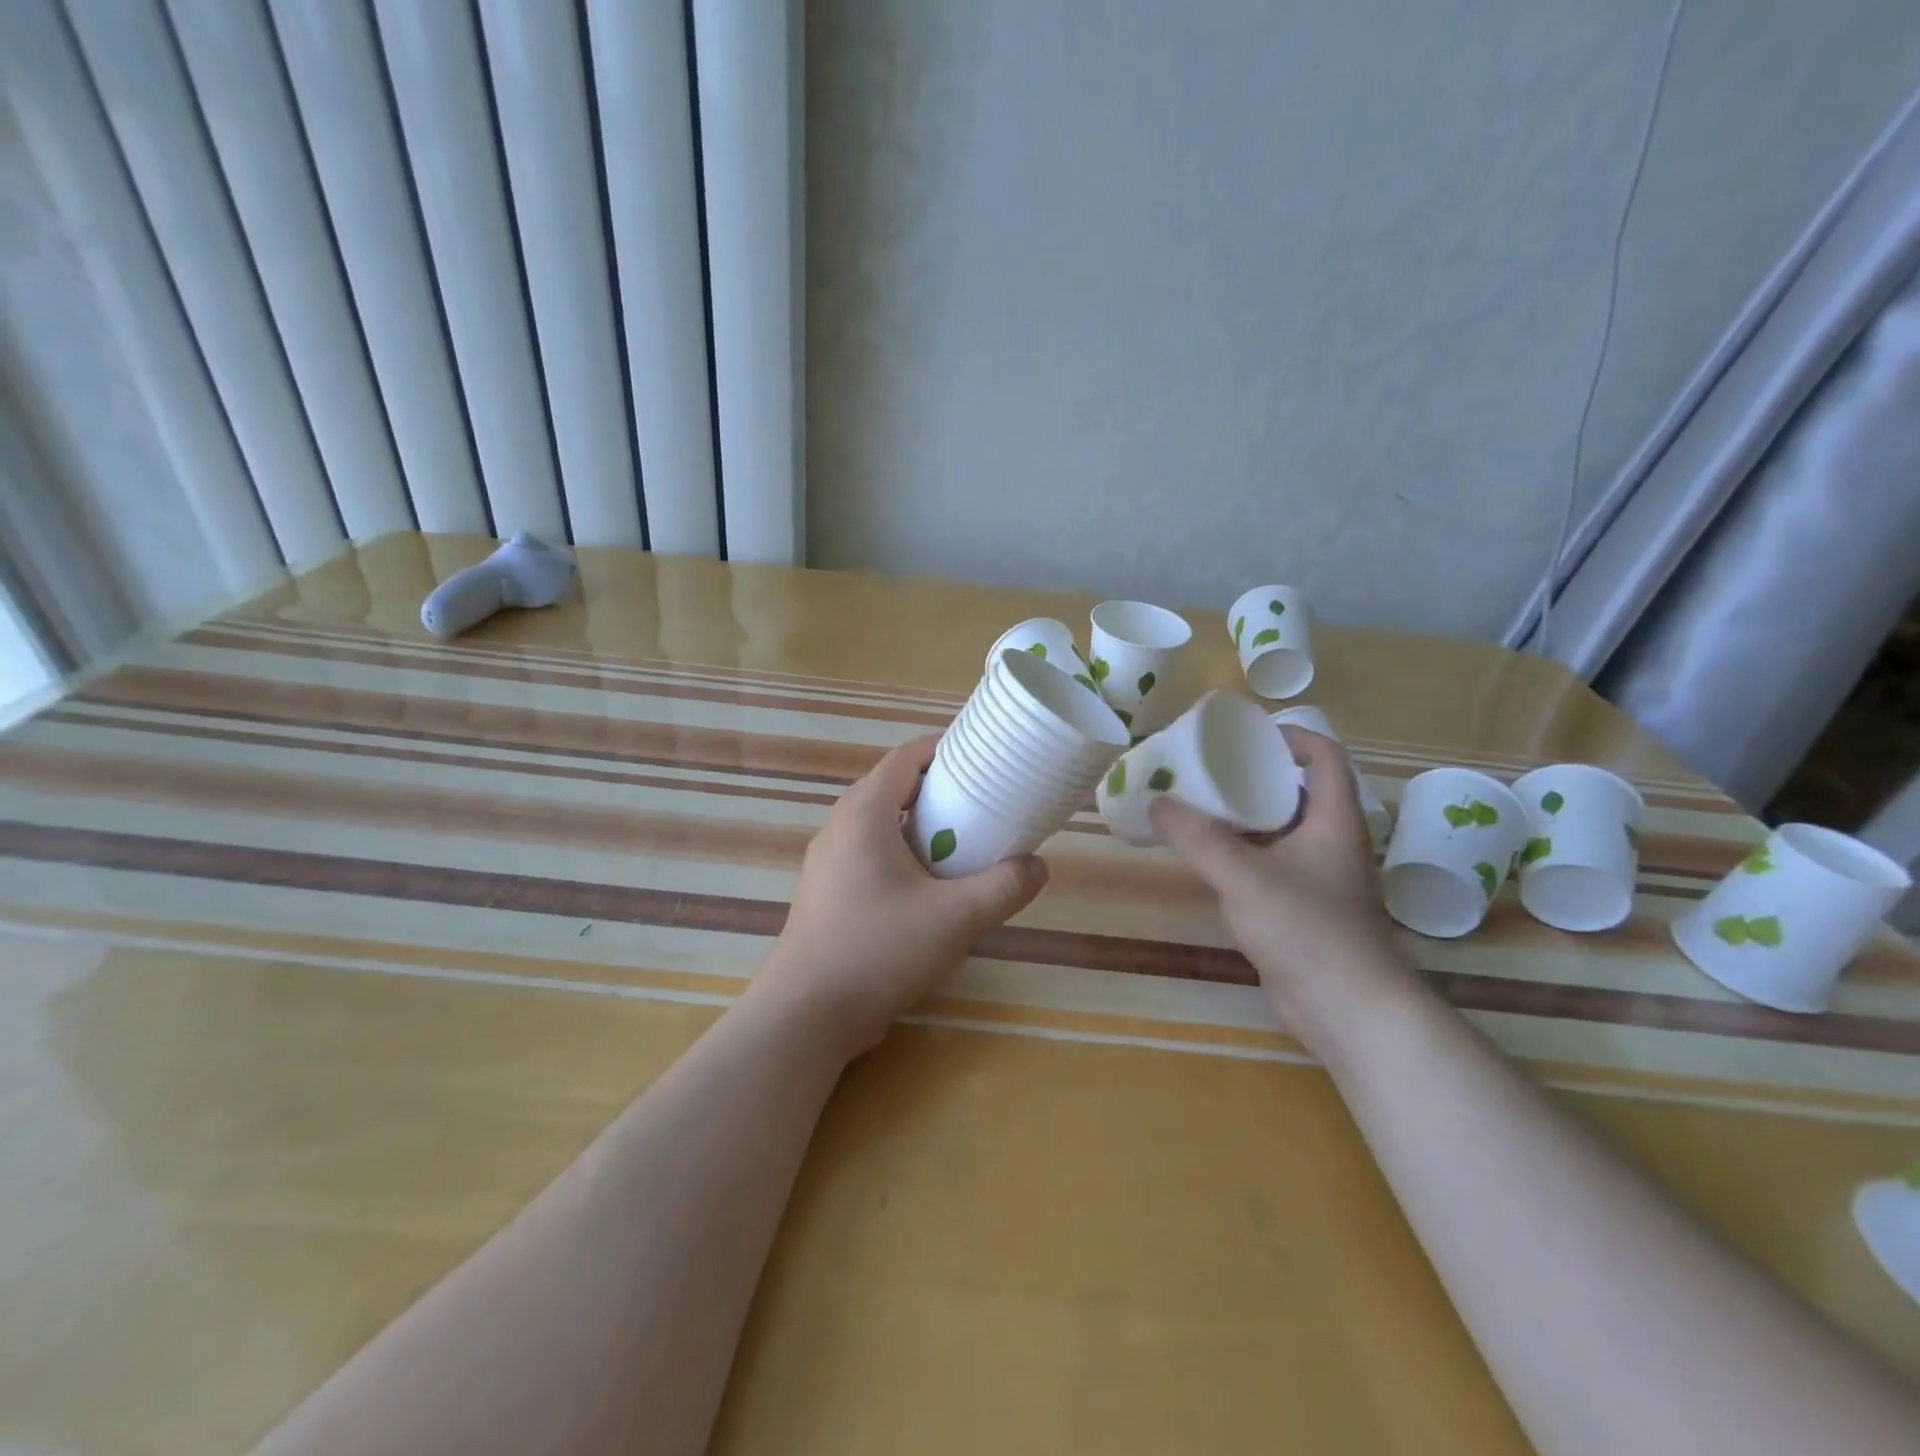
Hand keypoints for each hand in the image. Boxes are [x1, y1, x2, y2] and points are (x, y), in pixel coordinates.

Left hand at [762, 735, 1049, 1056]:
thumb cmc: (878, 950)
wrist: (806, 1015)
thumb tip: (1037, 867)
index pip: (905, 758)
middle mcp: (839, 827)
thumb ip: (1003, 888)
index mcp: (864, 814)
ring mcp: (827, 862)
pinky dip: (901, 854)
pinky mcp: (826, 893)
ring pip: (880, 825)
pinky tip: (928, 889)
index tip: (982, 757)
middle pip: (893, 788)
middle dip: (938, 789)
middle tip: (982, 802)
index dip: (944, 749)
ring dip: (919, 826)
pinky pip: (868, 854)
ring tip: (962, 844)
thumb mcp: (955, 919)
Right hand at [1149, 727, 1420, 1049]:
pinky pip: (1269, 865)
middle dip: (1252, 777)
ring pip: (1279, 831)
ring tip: (1197, 807)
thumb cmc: (1305, 928)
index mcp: (1333, 820)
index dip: (1291, 736)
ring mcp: (1318, 877)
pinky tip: (1207, 858)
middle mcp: (1331, 842)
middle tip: (1207, 770)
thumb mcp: (1242, 876)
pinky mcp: (1303, 908)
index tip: (1245, 736)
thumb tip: (1157, 803)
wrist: (1347, 1009)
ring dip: (1242, 818)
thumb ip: (1197, 838)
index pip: (1324, 757)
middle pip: (1295, 792)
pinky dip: (1241, 854)